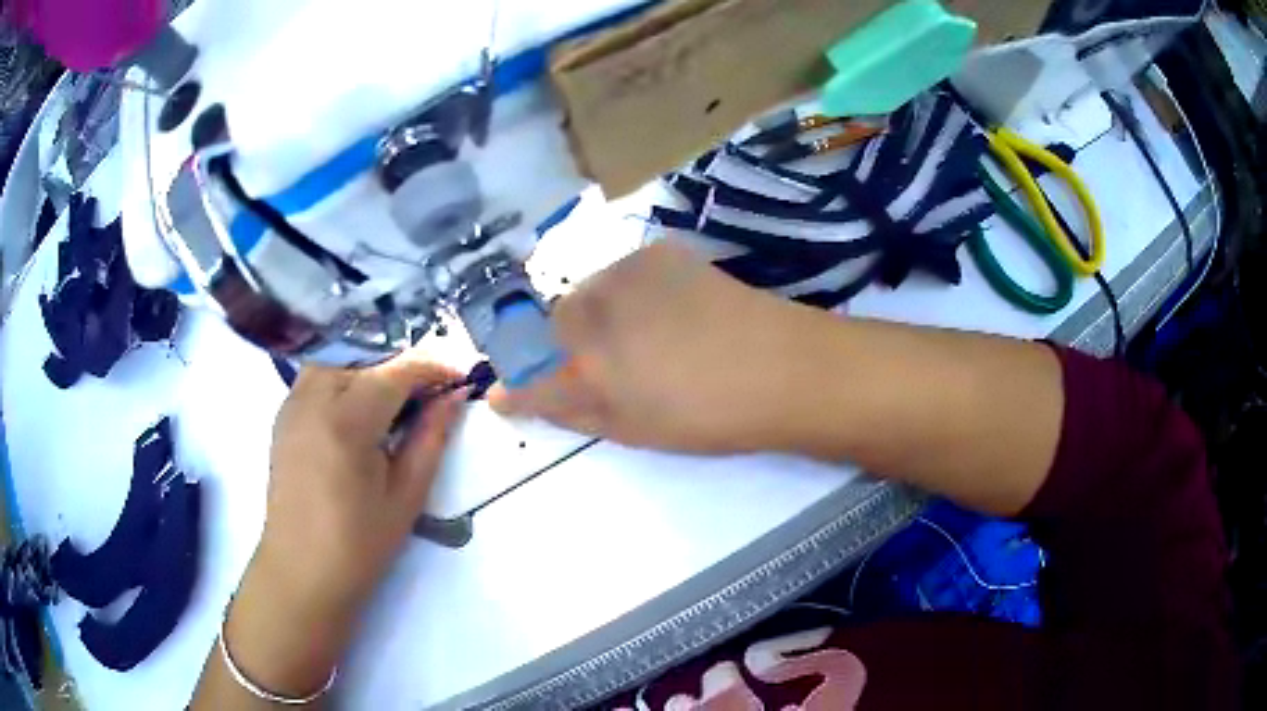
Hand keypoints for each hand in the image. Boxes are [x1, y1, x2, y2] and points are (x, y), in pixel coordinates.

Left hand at [258, 353, 464, 611]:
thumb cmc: (359, 544)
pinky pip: (317, 373)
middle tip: (430, 391)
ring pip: (338, 356)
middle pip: (365, 354)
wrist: (301, 570)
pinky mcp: (283, 413)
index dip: (433, 367)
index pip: (396, 370)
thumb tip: (453, 397)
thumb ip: (431, 438)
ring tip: (395, 397)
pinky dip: (344, 375)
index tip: (459, 378)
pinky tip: (359, 408)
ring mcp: (292, 402)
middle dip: (402, 364)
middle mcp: (313, 398)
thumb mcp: (406, 496)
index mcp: (347, 422)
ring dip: (371, 365)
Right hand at [489, 241, 808, 453]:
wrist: (782, 366)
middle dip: (563, 345)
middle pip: (552, 325)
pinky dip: (628, 292)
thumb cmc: (711, 417)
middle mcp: (595, 313)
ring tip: (642, 335)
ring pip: (586, 293)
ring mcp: (626, 274)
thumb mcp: (633, 430)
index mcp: (588, 370)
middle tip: (604, 363)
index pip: (529, 379)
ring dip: (595, 314)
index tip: (506, 394)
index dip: (515, 389)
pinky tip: (666, 308)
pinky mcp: (657, 252)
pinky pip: (621, 273)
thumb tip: (519, 398)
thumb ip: (571, 412)